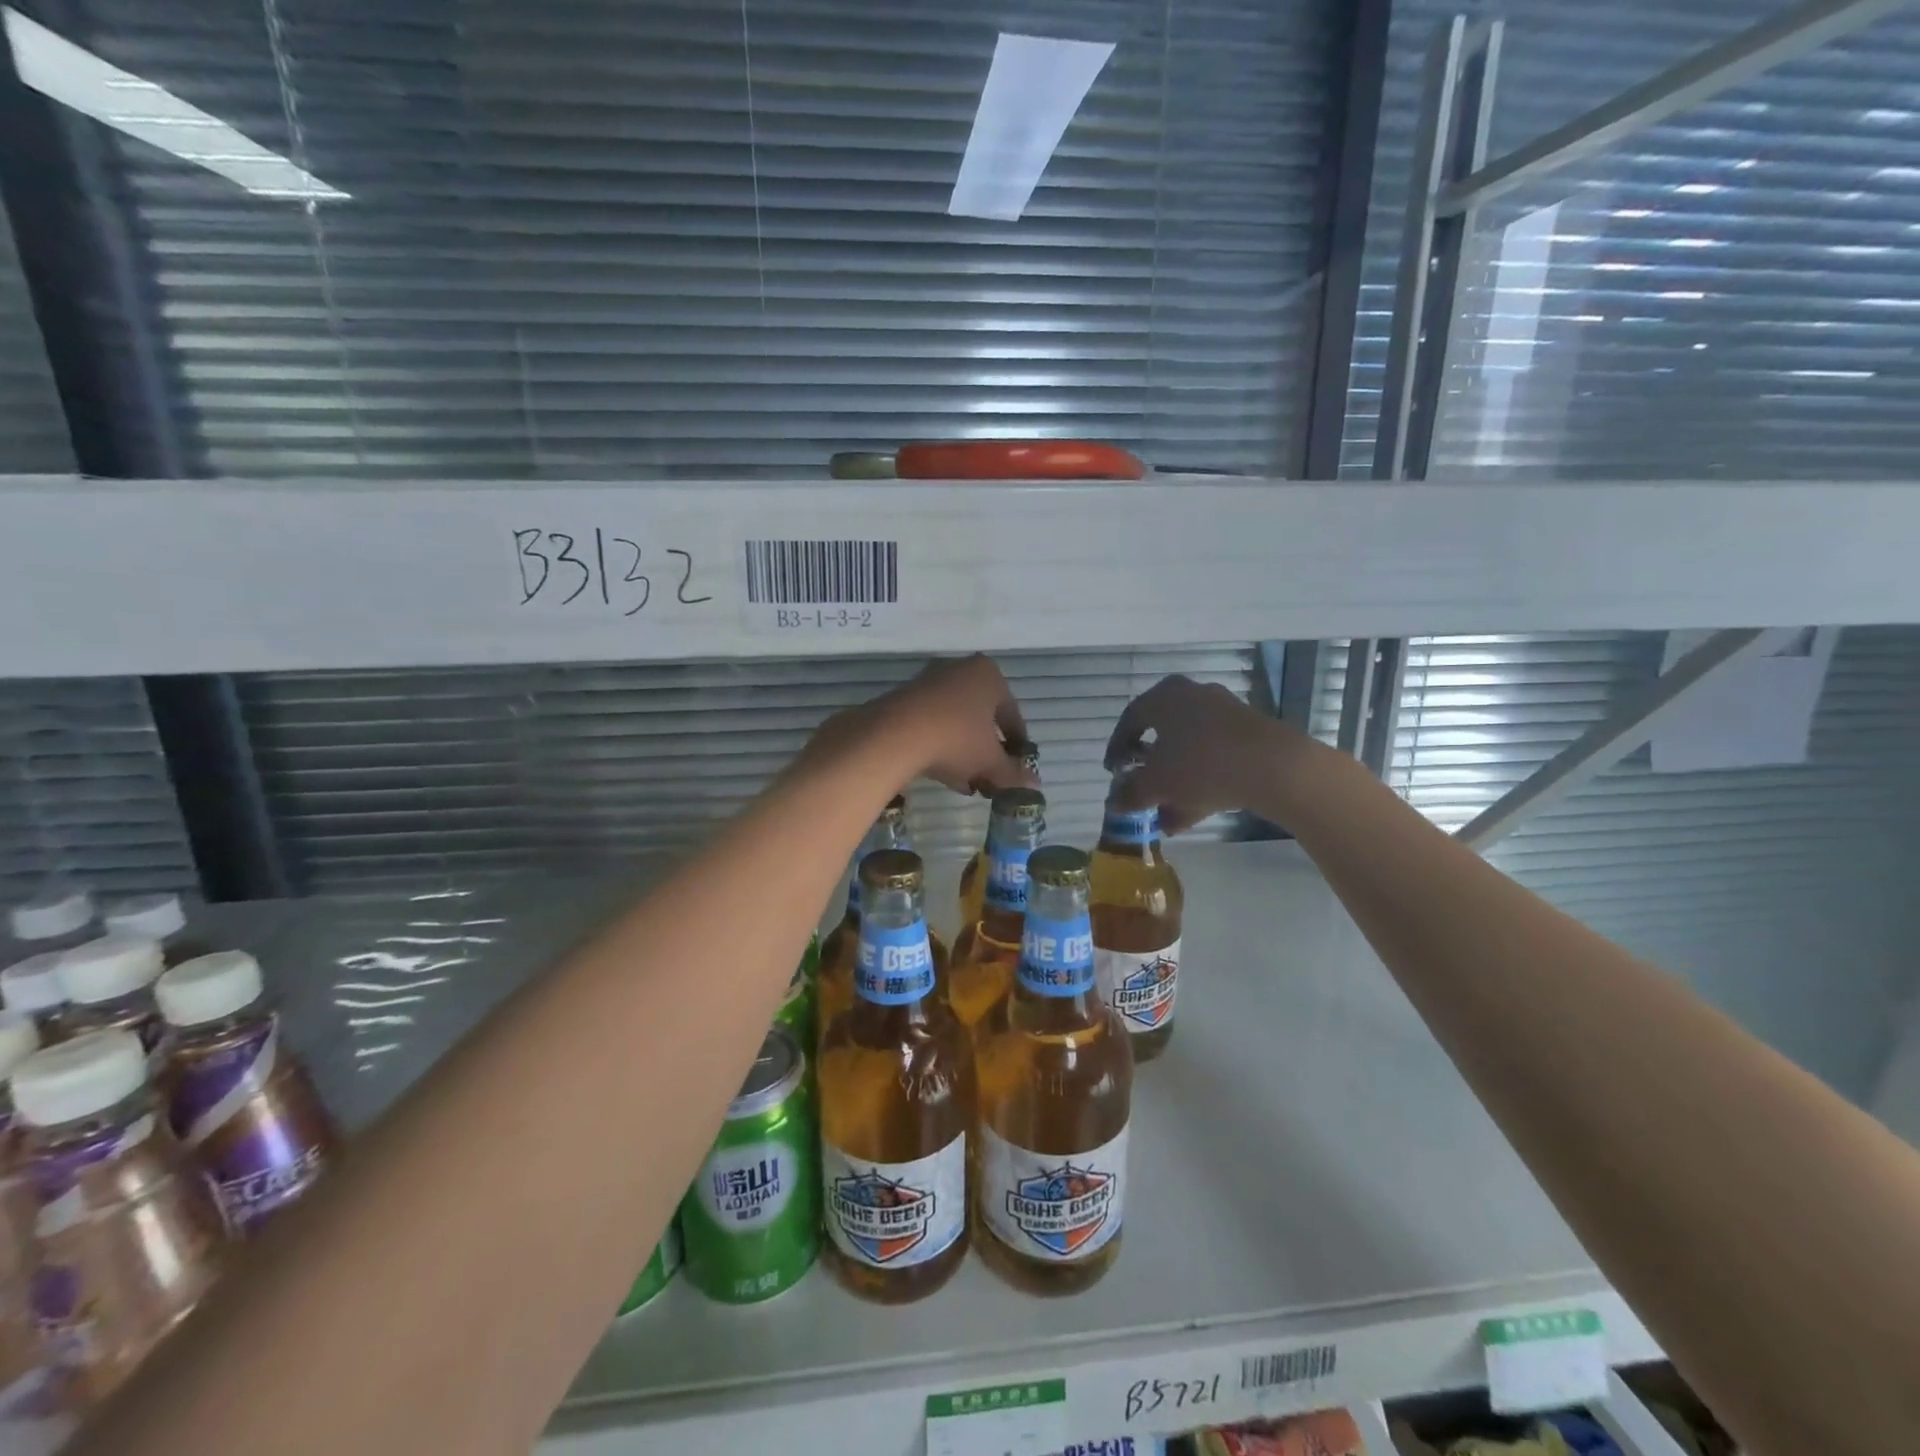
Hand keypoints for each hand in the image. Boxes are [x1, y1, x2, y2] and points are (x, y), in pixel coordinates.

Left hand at [811, 655, 1037, 797]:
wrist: (895, 734)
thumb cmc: (957, 739)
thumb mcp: (990, 761)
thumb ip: (1013, 773)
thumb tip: (1034, 785)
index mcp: (989, 675)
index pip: (1012, 715)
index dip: (1017, 746)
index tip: (1018, 769)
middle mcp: (960, 671)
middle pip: (982, 718)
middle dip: (988, 752)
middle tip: (991, 779)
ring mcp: (930, 683)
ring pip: (957, 724)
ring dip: (965, 754)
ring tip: (968, 784)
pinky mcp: (905, 699)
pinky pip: (933, 725)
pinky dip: (942, 748)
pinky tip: (945, 775)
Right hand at [1104, 675, 1297, 832]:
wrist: (1275, 767)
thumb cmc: (1201, 764)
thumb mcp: (1157, 784)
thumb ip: (1131, 793)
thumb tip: (1114, 803)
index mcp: (1164, 697)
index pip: (1130, 719)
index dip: (1117, 748)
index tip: (1113, 773)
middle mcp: (1193, 697)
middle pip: (1162, 736)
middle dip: (1149, 772)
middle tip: (1141, 794)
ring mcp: (1225, 715)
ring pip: (1189, 752)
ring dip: (1174, 785)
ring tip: (1164, 818)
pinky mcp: (1249, 736)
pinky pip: (1214, 759)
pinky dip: (1200, 784)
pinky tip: (1191, 817)